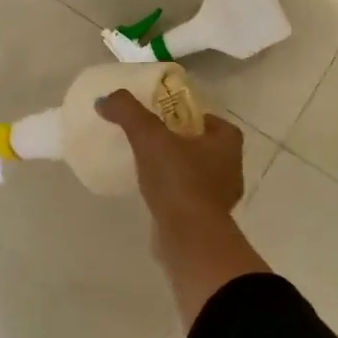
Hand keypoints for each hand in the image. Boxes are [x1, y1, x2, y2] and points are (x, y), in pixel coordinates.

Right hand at [95, 90, 265, 326]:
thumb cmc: (178, 180)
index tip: (166, 119)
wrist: (189, 238)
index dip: (191, 117)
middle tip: (153, 139)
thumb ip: (128, 112)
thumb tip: (105, 99)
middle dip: (182, 143)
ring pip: (197, 173)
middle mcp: (232, 167)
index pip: (212, 120)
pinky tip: (153, 194)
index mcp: (228, 142)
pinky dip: (174, 194)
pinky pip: (189, 198)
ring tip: (149, 167)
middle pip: (204, 146)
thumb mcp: (148, 137)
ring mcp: (221, 197)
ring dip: (177, 170)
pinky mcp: (207, 220)